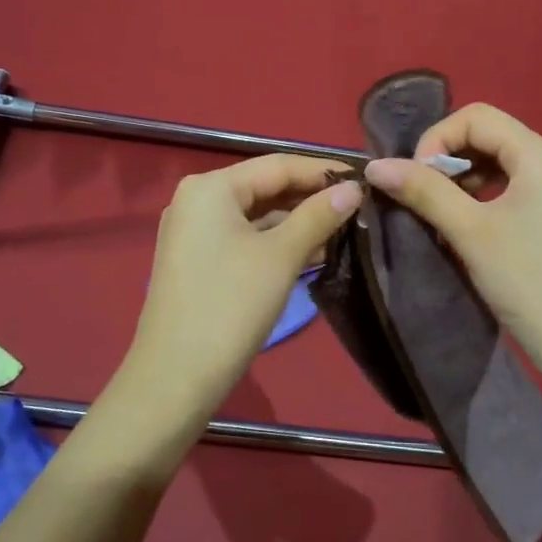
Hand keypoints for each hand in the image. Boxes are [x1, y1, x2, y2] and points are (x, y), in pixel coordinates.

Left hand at [118, 155, 362, 423]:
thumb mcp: (281, 256)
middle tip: (360, 206)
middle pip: (265, 188)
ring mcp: (193, 232)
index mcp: (211, 187)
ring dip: (297, 223)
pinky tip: (315, 253)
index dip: (323, 171)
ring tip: (346, 229)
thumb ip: (318, 216)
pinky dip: (276, 243)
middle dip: (311, 198)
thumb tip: (354, 188)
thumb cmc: (230, 305)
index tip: (365, 178)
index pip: (277, 165)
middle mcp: (197, 200)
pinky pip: (244, 239)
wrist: (176, 377)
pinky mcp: (197, 261)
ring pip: (256, 216)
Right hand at [363, 104, 541, 392]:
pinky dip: (482, 199)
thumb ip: (424, 192)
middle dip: (447, 161)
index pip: (476, 117)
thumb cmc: (530, 282)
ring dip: (462, 182)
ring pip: (499, 165)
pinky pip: (512, 189)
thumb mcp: (470, 233)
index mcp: (540, 153)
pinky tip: (466, 229)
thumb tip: (375, 166)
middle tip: (421, 199)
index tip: (415, 180)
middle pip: (488, 137)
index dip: (436, 140)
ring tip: (439, 216)